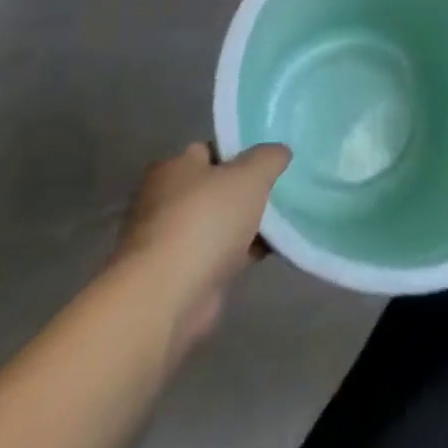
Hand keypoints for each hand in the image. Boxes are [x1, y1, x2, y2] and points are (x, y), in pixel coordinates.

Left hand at [114, 142, 289, 351]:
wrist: (167, 297)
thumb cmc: (205, 221)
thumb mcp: (251, 174)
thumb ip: (269, 157)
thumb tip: (278, 153)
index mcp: (173, 169)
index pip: (211, 150)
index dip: (242, 152)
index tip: (270, 162)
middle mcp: (163, 201)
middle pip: (215, 188)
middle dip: (246, 191)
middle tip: (281, 190)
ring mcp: (169, 241)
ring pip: (219, 223)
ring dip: (246, 224)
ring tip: (284, 221)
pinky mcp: (179, 275)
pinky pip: (219, 254)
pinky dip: (241, 253)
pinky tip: (271, 250)